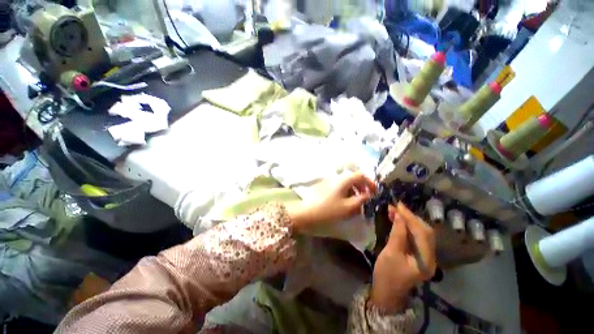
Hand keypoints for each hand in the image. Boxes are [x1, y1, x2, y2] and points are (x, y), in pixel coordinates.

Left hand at [287, 172, 375, 232]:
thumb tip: (369, 194)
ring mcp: (329, 181)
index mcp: (343, 179)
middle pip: (353, 178)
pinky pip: (339, 186)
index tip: (374, 193)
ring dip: (353, 190)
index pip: (361, 175)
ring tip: (355, 203)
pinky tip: (345, 203)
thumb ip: (361, 199)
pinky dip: (345, 192)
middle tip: (365, 199)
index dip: (370, 183)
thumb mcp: (348, 206)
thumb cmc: (329, 210)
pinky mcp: (325, 186)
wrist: (307, 213)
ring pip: (346, 183)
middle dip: (361, 187)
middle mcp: (336, 177)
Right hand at [370, 203, 435, 311]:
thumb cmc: (387, 274)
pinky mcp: (419, 255)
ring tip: (395, 211)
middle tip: (395, 206)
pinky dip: (407, 227)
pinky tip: (398, 220)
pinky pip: (415, 237)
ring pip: (420, 233)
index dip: (410, 217)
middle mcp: (430, 257)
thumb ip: (397, 233)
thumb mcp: (390, 253)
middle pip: (425, 232)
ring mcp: (425, 256)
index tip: (398, 205)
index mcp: (426, 260)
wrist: (387, 291)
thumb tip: (398, 215)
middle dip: (410, 217)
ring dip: (408, 221)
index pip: (422, 233)